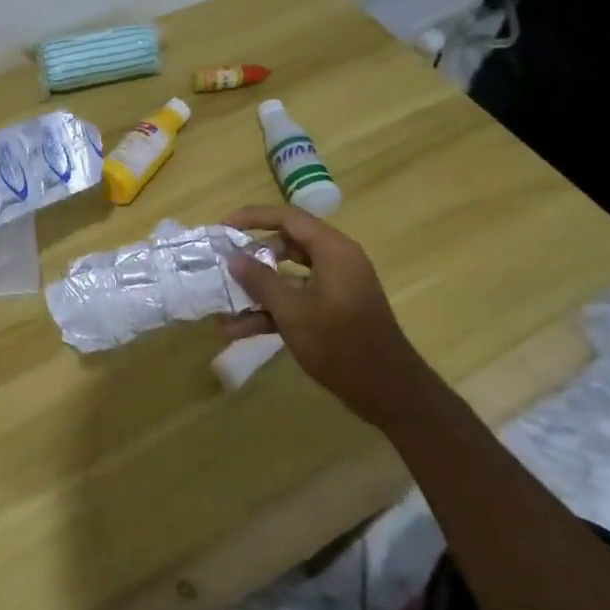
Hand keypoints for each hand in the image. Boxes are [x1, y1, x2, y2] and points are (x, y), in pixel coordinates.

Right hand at [220, 205, 432, 422]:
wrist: (387, 391)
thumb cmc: (340, 343)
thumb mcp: (292, 311)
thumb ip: (260, 281)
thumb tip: (233, 258)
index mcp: (333, 250)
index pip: (287, 218)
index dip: (252, 218)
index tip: (223, 227)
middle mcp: (335, 261)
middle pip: (286, 246)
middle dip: (252, 258)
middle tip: (223, 265)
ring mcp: (335, 288)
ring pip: (288, 277)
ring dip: (257, 291)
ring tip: (223, 305)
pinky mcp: (332, 311)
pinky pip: (296, 300)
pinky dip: (271, 311)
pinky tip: (238, 330)